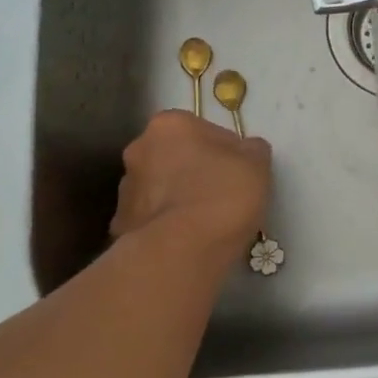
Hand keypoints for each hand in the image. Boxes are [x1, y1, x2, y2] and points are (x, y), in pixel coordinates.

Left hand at [110, 111, 271, 268]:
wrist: (181, 252)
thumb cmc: (222, 195)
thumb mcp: (257, 163)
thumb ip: (250, 149)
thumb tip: (244, 151)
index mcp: (169, 125)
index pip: (200, 128)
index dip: (222, 149)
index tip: (236, 171)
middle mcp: (139, 150)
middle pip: (174, 156)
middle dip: (193, 171)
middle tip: (221, 195)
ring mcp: (125, 189)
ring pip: (160, 188)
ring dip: (177, 198)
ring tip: (204, 223)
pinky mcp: (120, 226)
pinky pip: (151, 218)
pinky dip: (166, 225)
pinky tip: (187, 241)